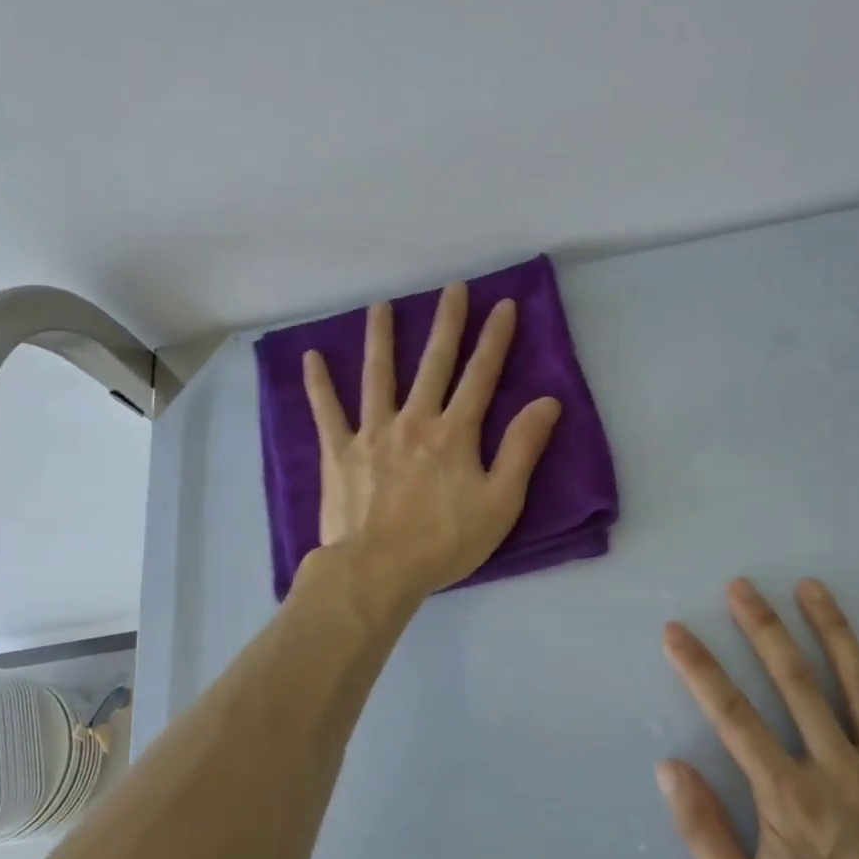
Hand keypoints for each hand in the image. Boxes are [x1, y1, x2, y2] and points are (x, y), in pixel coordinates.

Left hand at [303, 282, 561, 602]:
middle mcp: (414, 421)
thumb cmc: (444, 542)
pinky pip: (327, 412)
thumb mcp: (500, 502)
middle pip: (434, 364)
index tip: (503, 305)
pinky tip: (310, 358)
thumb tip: (547, 402)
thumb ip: (522, 449)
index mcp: (455, 433)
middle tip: (453, 288)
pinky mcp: (339, 453)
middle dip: (447, 323)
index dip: (495, 340)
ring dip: (381, 339)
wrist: (377, 571)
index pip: (481, 376)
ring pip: (378, 376)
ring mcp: (373, 433)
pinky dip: (318, 385)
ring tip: (381, 306)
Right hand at [657, 578, 858, 858]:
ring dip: (832, 630)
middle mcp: (840, 770)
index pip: (731, 715)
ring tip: (811, 588)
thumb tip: (669, 768)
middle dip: (763, 628)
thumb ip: (705, 836)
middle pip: (794, 682)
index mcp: (788, 798)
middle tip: (742, 586)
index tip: (677, 631)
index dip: (699, 668)